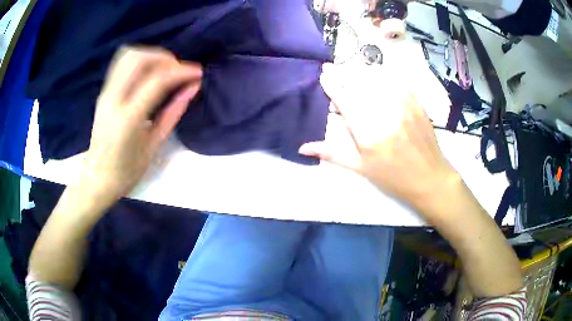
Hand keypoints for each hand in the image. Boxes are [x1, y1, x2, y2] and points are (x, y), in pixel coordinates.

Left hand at [82, 46, 201, 199]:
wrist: (97, 178)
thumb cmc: (127, 171)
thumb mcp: (154, 146)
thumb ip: (173, 113)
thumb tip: (192, 88)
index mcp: (128, 119)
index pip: (157, 80)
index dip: (181, 72)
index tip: (198, 73)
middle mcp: (114, 99)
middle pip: (139, 59)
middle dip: (164, 58)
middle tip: (178, 71)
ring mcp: (106, 93)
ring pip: (128, 55)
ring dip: (151, 55)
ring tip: (164, 69)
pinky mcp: (104, 92)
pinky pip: (122, 64)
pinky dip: (139, 60)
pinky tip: (149, 73)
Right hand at [299, 63, 458, 212]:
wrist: (430, 178)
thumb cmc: (393, 177)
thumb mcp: (361, 168)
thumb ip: (332, 153)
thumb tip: (302, 148)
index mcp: (368, 132)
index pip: (345, 100)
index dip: (332, 85)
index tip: (323, 74)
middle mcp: (384, 113)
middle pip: (359, 84)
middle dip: (342, 73)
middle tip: (331, 67)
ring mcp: (402, 105)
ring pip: (376, 78)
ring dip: (359, 71)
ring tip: (349, 69)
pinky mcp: (415, 102)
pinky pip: (395, 80)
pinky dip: (381, 74)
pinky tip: (374, 74)